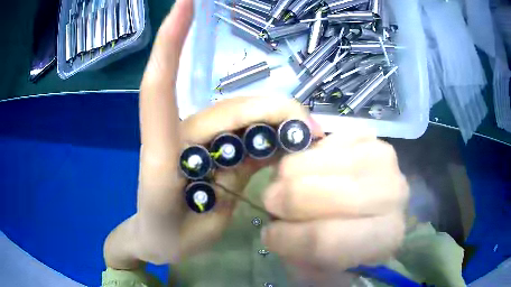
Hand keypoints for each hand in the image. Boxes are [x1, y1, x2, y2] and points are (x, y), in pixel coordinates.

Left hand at [104, 0, 319, 267]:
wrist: (159, 242)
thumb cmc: (166, 236)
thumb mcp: (199, 224)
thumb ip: (232, 188)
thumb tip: (271, 153)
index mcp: (163, 151)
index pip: (160, 85)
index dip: (172, 41)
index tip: (185, 2)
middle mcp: (181, 135)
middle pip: (235, 109)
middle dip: (278, 113)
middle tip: (315, 135)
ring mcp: (198, 140)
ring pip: (246, 118)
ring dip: (281, 123)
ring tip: (312, 142)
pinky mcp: (213, 150)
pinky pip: (248, 133)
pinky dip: (274, 134)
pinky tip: (295, 144)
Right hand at [261, 125, 408, 284]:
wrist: (375, 213)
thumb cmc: (350, 245)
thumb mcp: (322, 265)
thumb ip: (298, 254)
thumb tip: (274, 229)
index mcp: (385, 237)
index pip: (325, 239)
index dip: (287, 238)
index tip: (269, 236)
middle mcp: (394, 196)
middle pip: (323, 195)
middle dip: (283, 201)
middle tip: (272, 205)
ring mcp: (384, 160)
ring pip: (317, 163)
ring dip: (288, 176)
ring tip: (285, 186)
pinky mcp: (370, 137)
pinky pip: (323, 141)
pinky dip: (307, 157)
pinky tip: (311, 171)